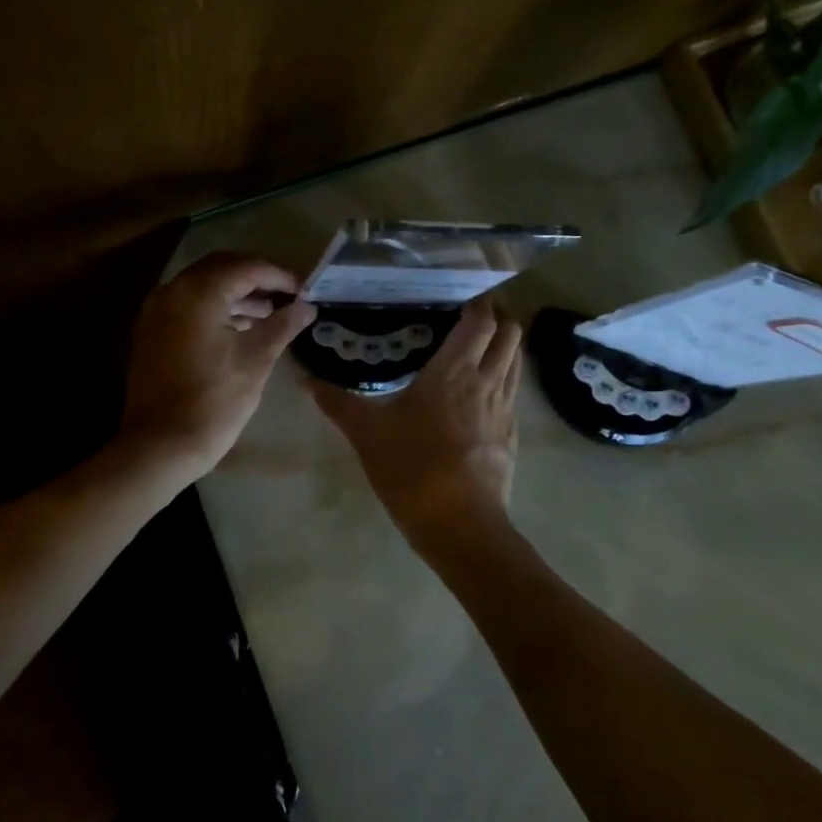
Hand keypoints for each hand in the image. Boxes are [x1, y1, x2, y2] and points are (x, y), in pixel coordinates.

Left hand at [119, 252, 316, 480]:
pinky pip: (186, 306)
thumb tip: (307, 307)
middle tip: (286, 296)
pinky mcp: (150, 332)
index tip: (304, 290)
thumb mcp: (256, 360)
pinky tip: (237, 328)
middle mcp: (171, 290)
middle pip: (220, 268)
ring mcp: (155, 311)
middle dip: (255, 278)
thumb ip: (282, 325)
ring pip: (201, 287)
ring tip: (267, 314)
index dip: (279, 275)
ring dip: (234, 294)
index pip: (246, 267)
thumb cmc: (215, 401)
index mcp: (198, 292)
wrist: (161, 444)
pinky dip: (213, 308)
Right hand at [311, 298, 520, 542]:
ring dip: (503, 348)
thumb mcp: (367, 434)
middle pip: (510, 333)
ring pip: (516, 361)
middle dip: (496, 319)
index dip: (476, 303)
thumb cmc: (412, 469)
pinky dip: (503, 380)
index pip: (481, 320)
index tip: (457, 296)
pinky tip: (478, 396)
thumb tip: (305, 380)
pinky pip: (513, 392)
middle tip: (466, 321)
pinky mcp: (511, 435)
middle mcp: (487, 381)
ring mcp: (505, 409)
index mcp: (453, 372)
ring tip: (475, 351)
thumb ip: (338, 403)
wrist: (460, 525)